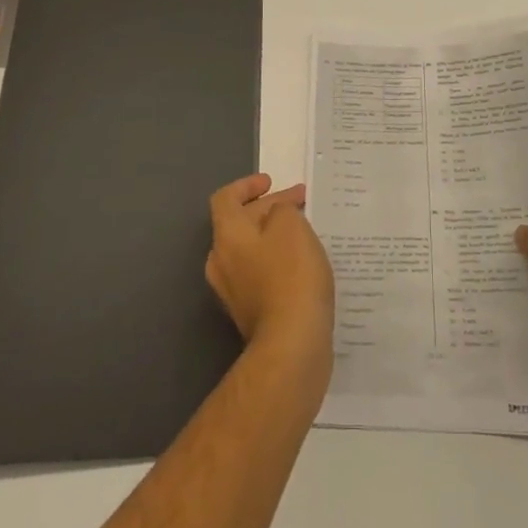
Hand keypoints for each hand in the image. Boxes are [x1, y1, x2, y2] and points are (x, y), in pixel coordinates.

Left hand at [206, 174, 334, 365]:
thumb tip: (276, 216)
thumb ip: (281, 209)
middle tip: (300, 202)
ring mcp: (233, 291)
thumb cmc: (291, 275)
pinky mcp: (250, 313)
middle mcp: (222, 262)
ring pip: (251, 250)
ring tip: (305, 229)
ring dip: (275, 235)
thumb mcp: (291, 225)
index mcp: (227, 236)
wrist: (291, 344)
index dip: (247, 185)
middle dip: (269, 208)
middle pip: (240, 223)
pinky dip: (278, 260)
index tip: (271, 182)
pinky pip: (260, 274)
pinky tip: (303, 263)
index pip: (225, 199)